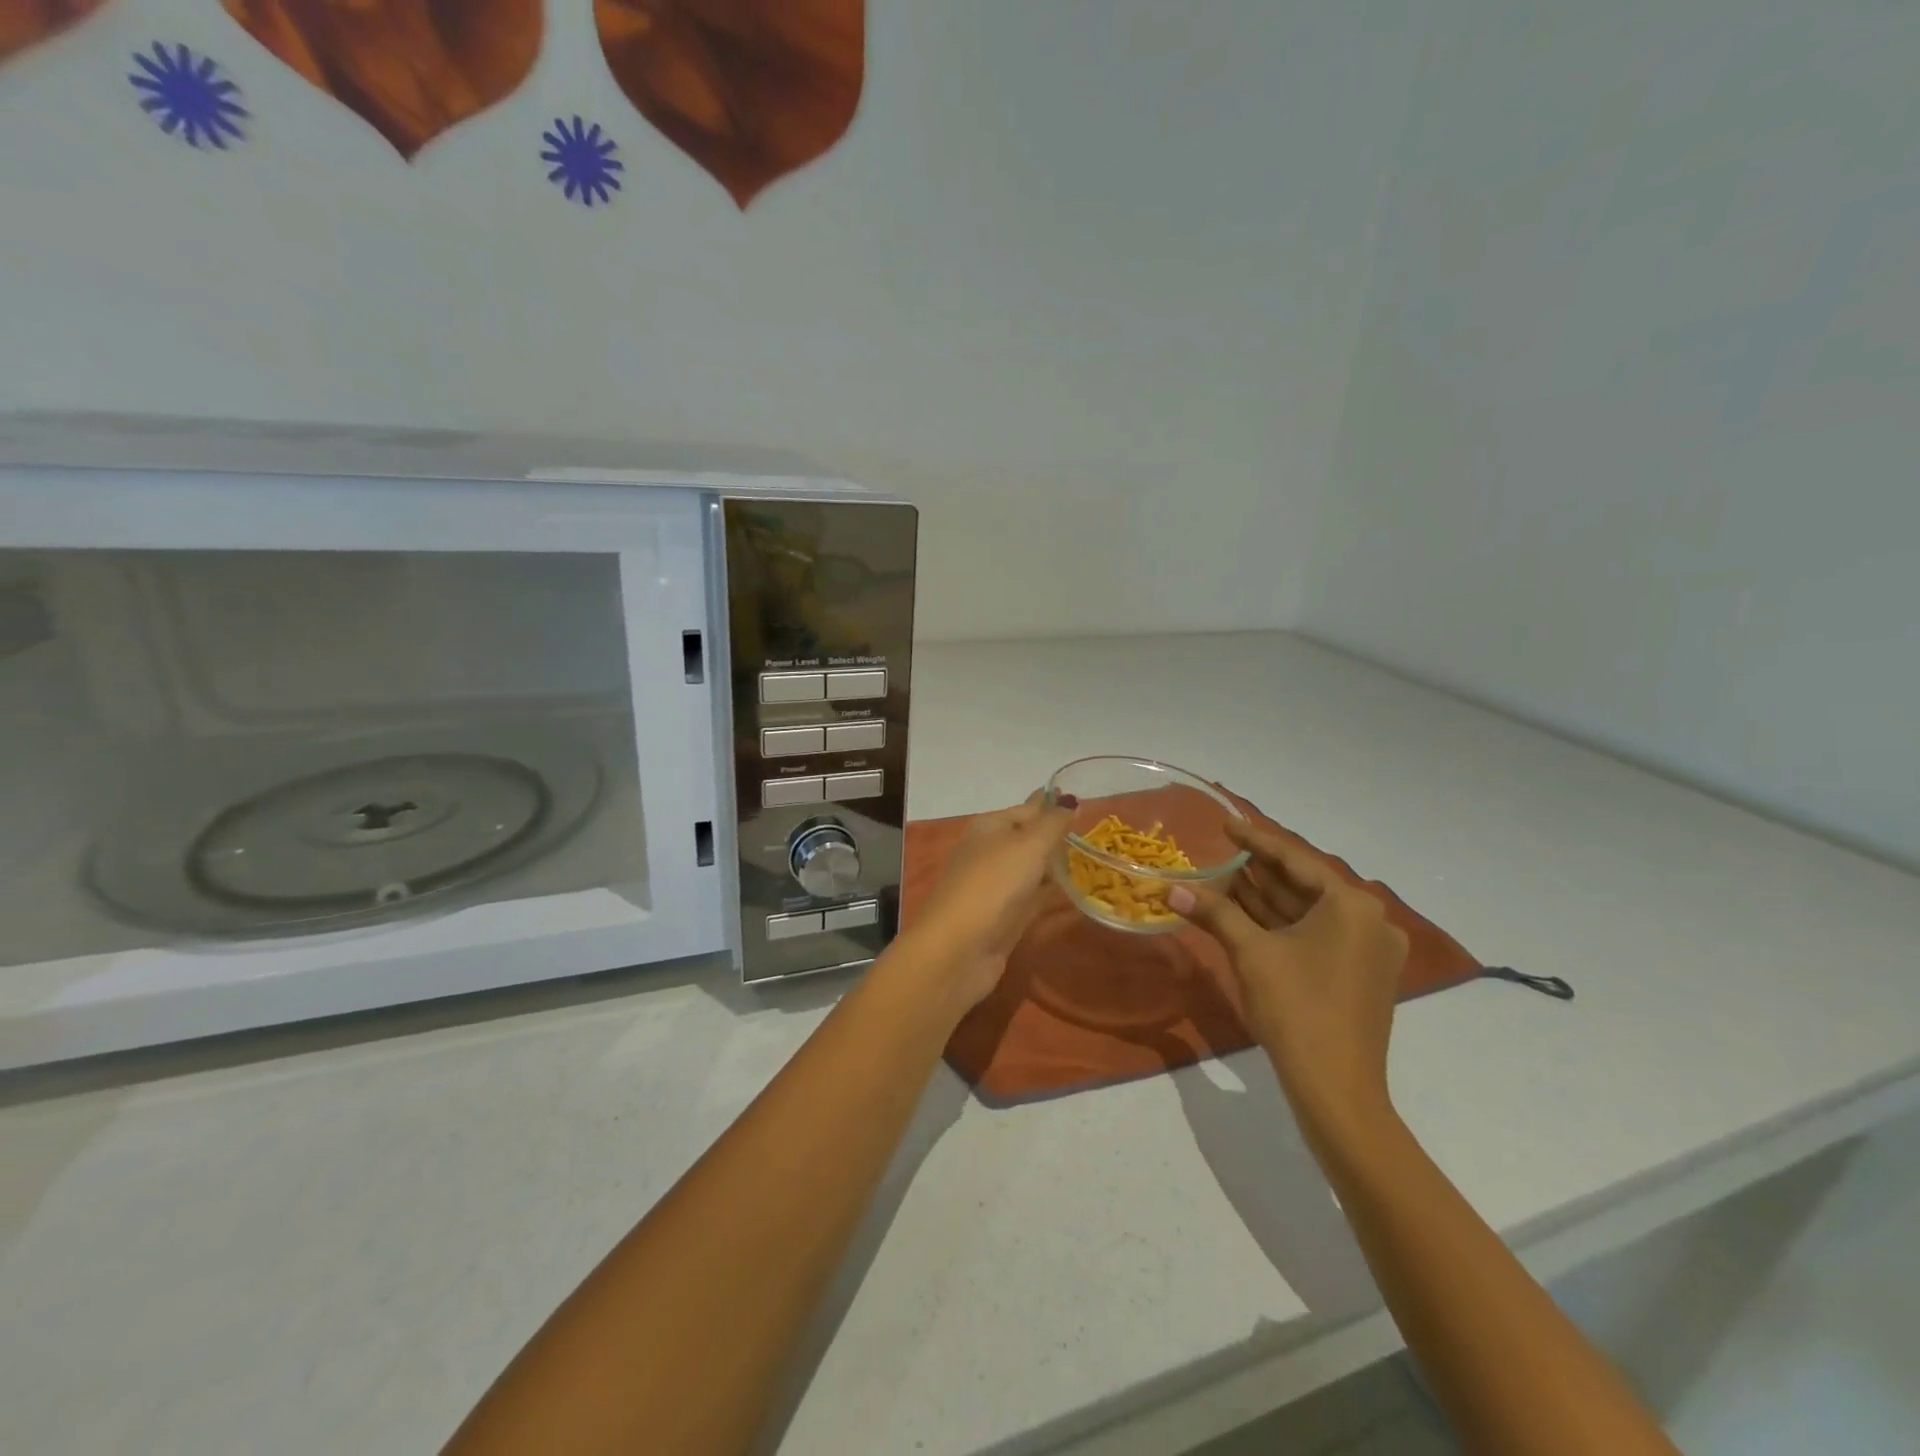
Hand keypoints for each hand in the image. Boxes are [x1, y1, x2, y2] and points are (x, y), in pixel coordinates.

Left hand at [895, 792, 1075, 1013]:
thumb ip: (1053, 824)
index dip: (1053, 805)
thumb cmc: (993, 885)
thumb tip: (1072, 800)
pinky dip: (1052, 894)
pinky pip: (1034, 899)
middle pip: (1028, 840)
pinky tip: (1077, 893)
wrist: (959, 948)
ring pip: (1031, 870)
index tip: (1084, 804)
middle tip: (1095, 834)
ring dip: (1056, 866)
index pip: (1028, 809)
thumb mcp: (1028, 845)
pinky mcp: (1004, 918)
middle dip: (1056, 837)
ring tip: (1093, 861)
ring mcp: (995, 887)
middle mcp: (989, 853)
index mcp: (988, 828)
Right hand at [1169, 819, 1408, 1144]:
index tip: (1226, 825)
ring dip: (1268, 901)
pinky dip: (1283, 927)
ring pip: (1309, 914)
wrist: (1336, 1088)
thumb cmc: (1296, 1008)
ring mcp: (1370, 950)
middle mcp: (1370, 920)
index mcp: (1352, 905)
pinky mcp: (1362, 975)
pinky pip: (1317, 936)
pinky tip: (1247, 917)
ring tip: (1225, 881)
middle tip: (1221, 855)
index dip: (1255, 842)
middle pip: (1304, 886)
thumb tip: (1171, 890)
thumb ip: (1214, 913)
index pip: (1295, 861)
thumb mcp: (1251, 953)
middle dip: (1260, 874)